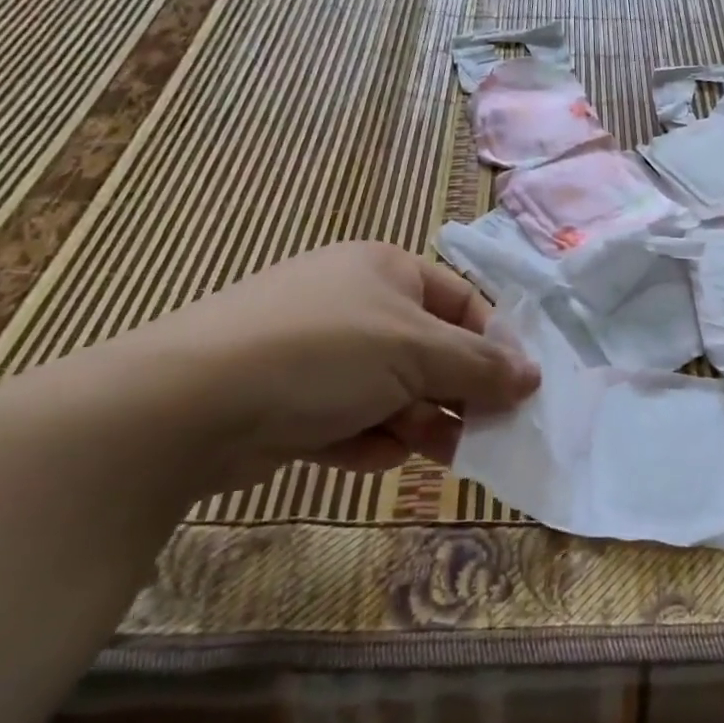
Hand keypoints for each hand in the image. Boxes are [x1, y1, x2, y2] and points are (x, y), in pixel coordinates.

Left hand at [115, 242, 538, 481]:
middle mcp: (355, 304)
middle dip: (454, 396)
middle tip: (483, 435)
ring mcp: (319, 353)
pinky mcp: (291, 401)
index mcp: (385, 270)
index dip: (493, 346)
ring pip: (394, 393)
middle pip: (430, 353)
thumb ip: (481, 367)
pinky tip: (360, 452)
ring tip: (427, 452)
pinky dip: (365, 439)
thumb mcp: (416, 352)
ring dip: (415, 423)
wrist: (188, 404)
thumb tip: (535, 376)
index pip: (463, 303)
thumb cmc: (323, 354)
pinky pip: (352, 419)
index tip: (517, 392)